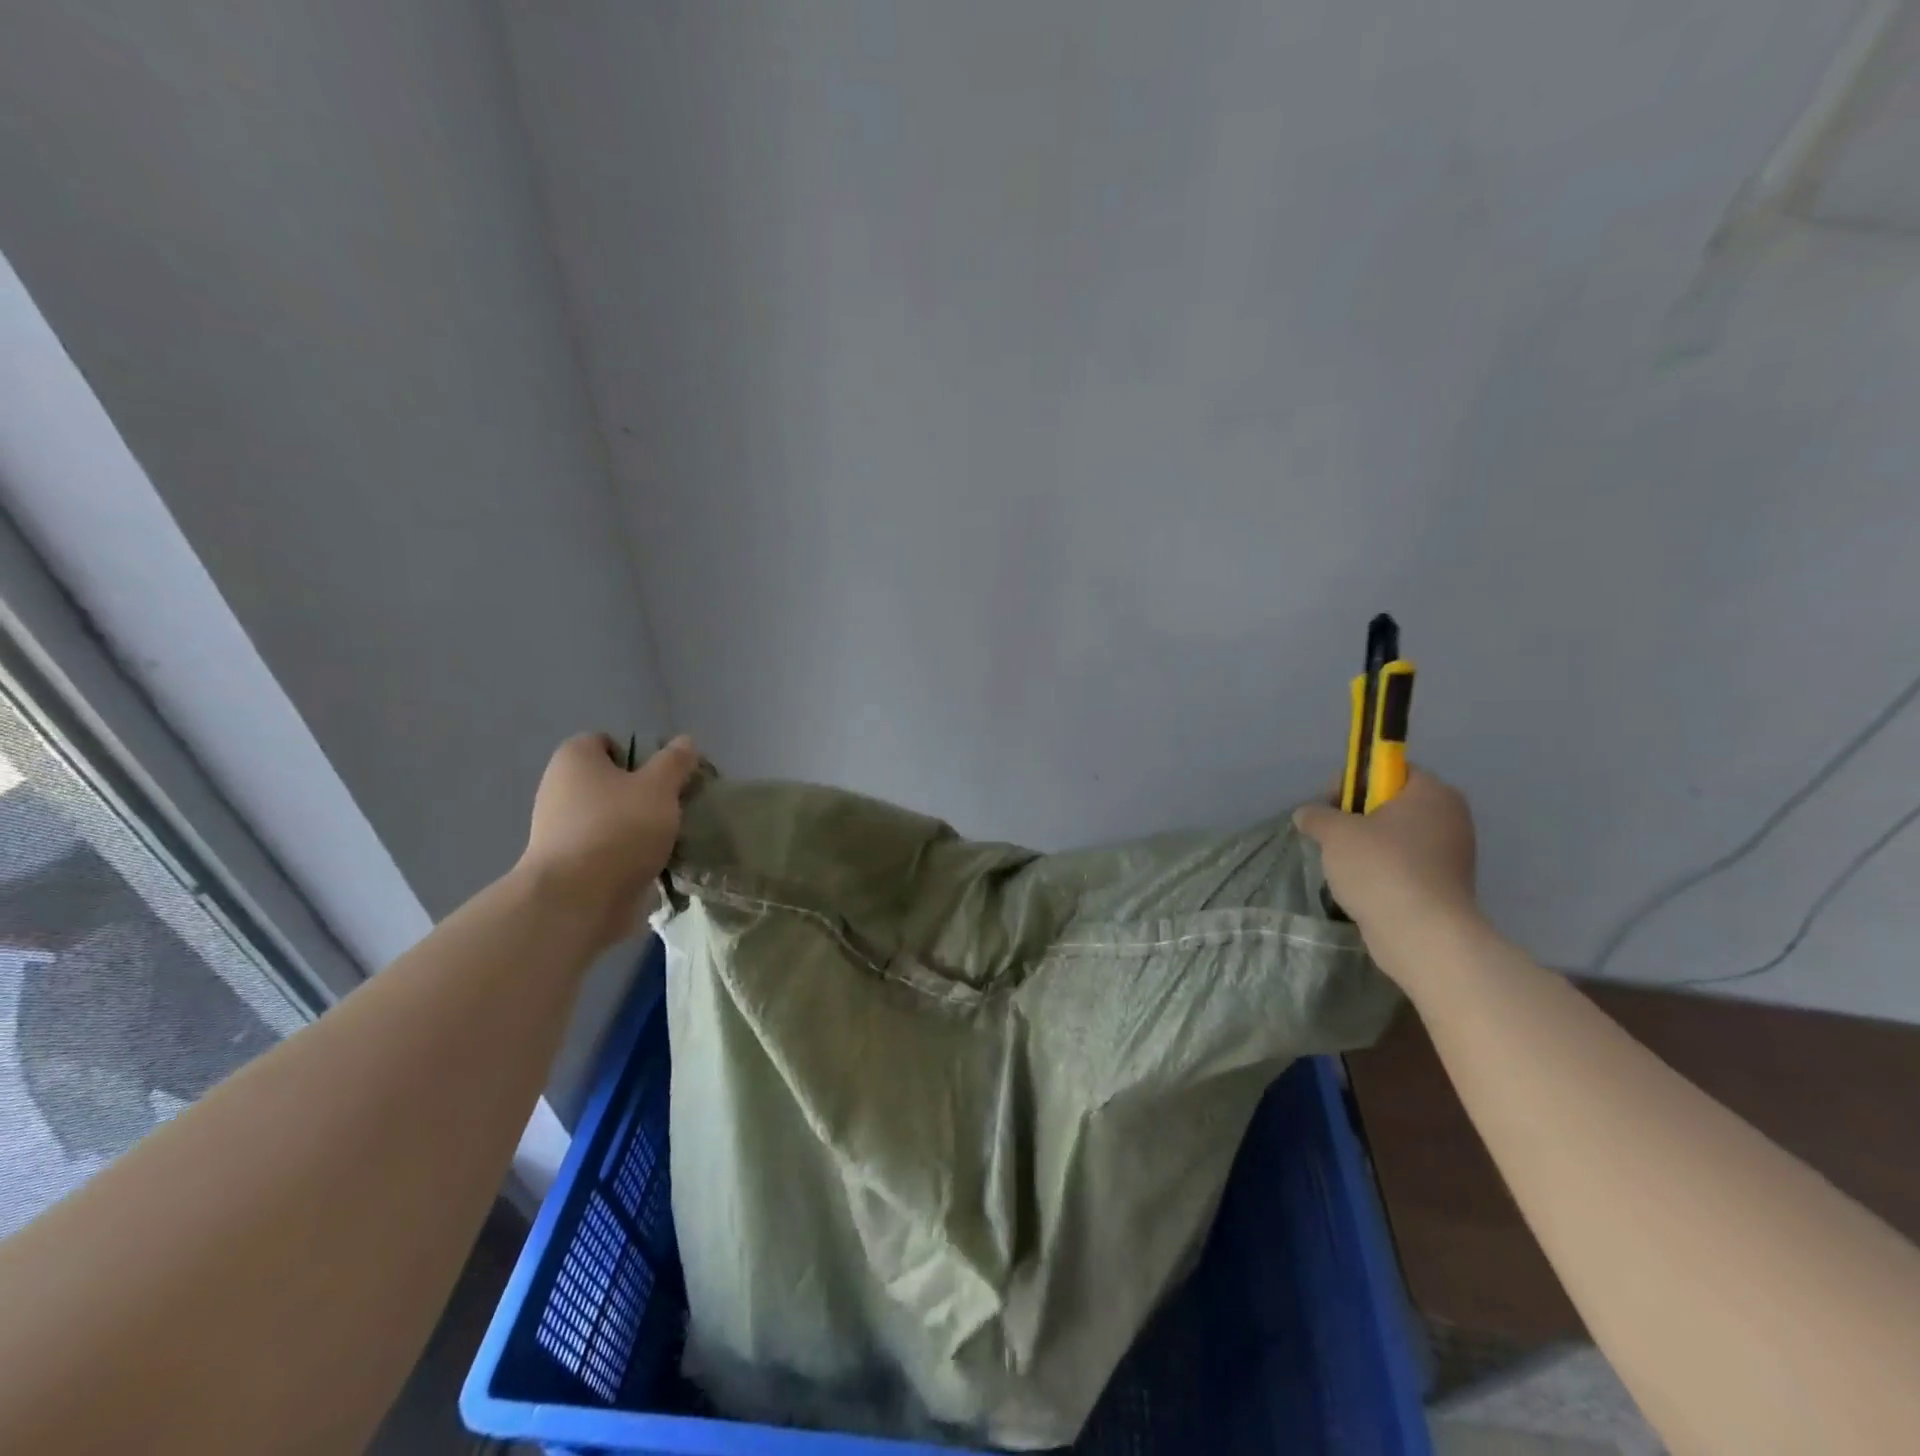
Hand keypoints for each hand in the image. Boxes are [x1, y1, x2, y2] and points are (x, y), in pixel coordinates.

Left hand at [517, 733, 698, 945]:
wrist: (578, 900)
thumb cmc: (618, 829)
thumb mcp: (659, 787)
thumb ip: (675, 762)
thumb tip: (685, 741)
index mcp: (575, 760)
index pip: (608, 742)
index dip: (640, 753)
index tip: (667, 775)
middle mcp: (560, 789)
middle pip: (612, 782)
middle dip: (645, 793)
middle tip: (676, 806)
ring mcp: (561, 830)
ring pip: (613, 817)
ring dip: (640, 827)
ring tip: (672, 839)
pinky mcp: (569, 865)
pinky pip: (608, 849)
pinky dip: (629, 854)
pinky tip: (655, 864)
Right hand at [1292, 767, 1479, 969]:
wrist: (1422, 934)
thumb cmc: (1381, 868)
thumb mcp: (1335, 833)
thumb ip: (1317, 816)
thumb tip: (1306, 814)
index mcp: (1432, 792)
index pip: (1389, 769)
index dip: (1354, 781)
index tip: (1330, 804)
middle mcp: (1450, 817)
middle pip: (1392, 803)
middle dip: (1358, 817)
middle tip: (1333, 836)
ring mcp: (1452, 853)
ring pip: (1397, 837)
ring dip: (1368, 846)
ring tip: (1343, 865)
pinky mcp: (1446, 885)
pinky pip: (1406, 865)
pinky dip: (1383, 871)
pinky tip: (1362, 886)